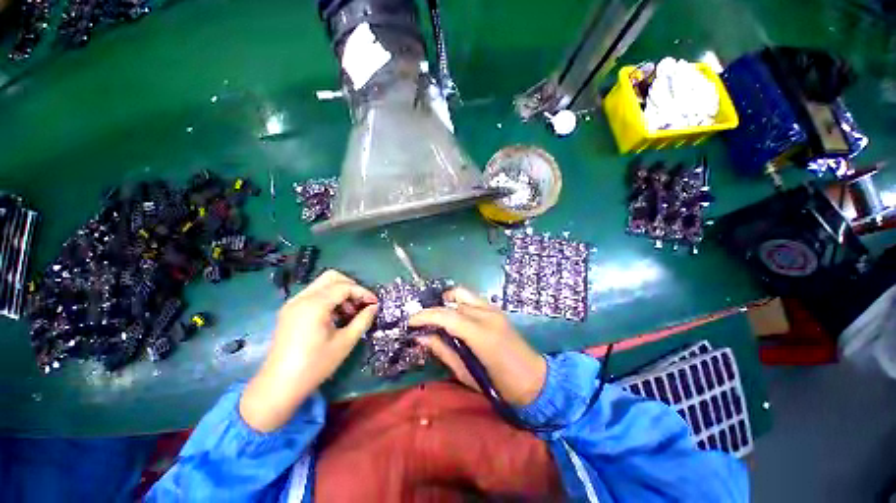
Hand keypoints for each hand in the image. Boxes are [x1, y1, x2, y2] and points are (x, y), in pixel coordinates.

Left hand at [240, 270, 377, 431]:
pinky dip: (328, 299)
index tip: (374, 304)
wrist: (278, 387)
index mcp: (314, 305)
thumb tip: (373, 307)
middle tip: (361, 303)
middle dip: (351, 287)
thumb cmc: (314, 365)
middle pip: (332, 277)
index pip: (345, 287)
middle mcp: (302, 298)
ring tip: (350, 313)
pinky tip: (335, 317)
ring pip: (322, 285)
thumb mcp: (345, 342)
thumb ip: (363, 320)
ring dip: (340, 293)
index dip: (363, 292)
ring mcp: (293, 304)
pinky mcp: (289, 311)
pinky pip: (313, 295)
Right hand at [408, 287, 546, 406]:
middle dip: (434, 309)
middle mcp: (488, 315)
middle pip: (453, 301)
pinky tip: (453, 316)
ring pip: (463, 294)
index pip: (447, 315)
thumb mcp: (466, 374)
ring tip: (436, 317)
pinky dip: (458, 303)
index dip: (425, 316)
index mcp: (481, 334)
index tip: (410, 321)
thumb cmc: (501, 386)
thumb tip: (421, 337)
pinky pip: (472, 299)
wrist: (535, 381)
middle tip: (422, 322)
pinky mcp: (497, 310)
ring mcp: (494, 310)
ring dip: (446, 302)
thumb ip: (443, 351)